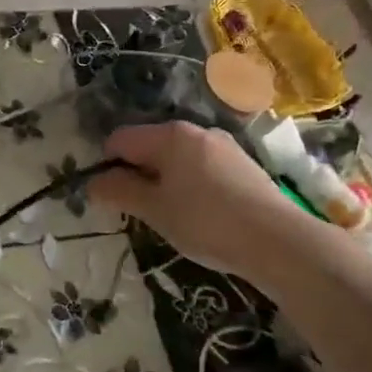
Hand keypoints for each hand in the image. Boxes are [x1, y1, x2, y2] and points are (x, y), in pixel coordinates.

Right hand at [89, 121, 312, 274]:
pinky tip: (200, 214)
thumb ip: (120, 192)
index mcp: (169, 135)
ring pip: (176, 158)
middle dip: (137, 174)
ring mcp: (222, 145)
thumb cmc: (205, 222)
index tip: (110, 199)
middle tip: (140, 211)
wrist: (277, 240)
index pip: (120, 139)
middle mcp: (195, 130)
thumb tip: (93, 182)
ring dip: (164, 182)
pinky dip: (189, 185)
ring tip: (171, 217)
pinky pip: (200, 167)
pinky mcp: (242, 164)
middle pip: (149, 146)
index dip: (107, 167)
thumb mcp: (154, 211)